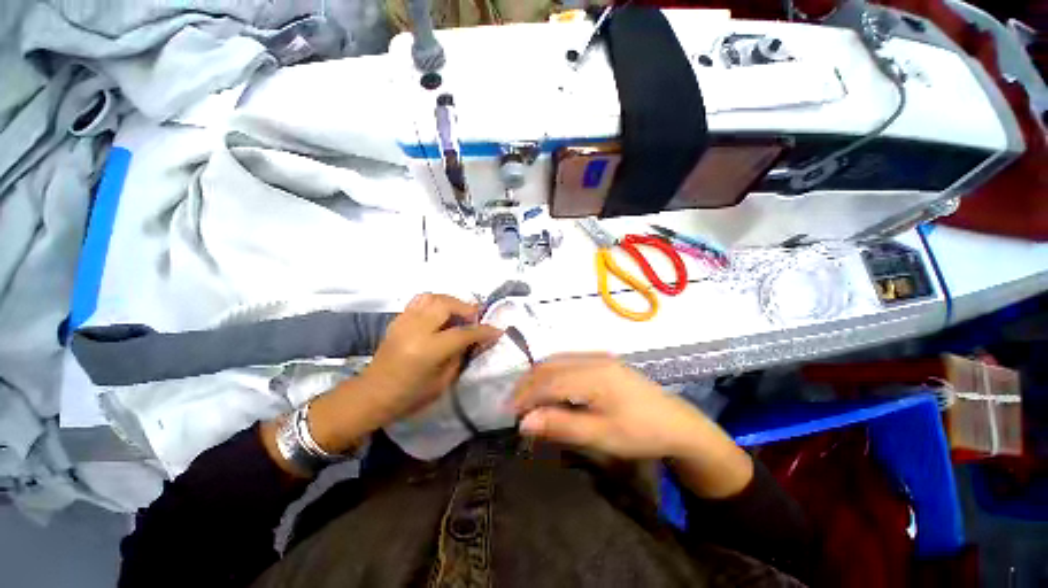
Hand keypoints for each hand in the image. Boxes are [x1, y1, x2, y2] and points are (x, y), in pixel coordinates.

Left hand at [270, 294, 502, 470]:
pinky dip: (435, 302)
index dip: (483, 330)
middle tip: (476, 317)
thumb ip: (460, 355)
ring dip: (451, 301)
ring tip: (459, 313)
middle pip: (446, 304)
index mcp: (427, 350)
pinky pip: (420, 301)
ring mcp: (404, 322)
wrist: (372, 394)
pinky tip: (441, 314)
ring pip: (432, 297)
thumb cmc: (409, 396)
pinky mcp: (397, 320)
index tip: (497, 330)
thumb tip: (474, 339)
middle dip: (466, 308)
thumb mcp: (442, 381)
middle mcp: (415, 330)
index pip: (463, 333)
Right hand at [513, 354, 708, 458]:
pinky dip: (551, 373)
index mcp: (593, 375)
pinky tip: (549, 388)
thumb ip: (561, 425)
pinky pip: (567, 361)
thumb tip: (525, 422)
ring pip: (556, 360)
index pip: (548, 382)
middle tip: (513, 406)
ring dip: (537, 377)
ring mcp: (598, 357)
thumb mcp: (601, 435)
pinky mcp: (601, 360)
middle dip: (527, 384)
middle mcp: (592, 359)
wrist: (676, 422)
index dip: (526, 396)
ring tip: (526, 398)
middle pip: (549, 366)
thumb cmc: (640, 432)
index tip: (509, 413)